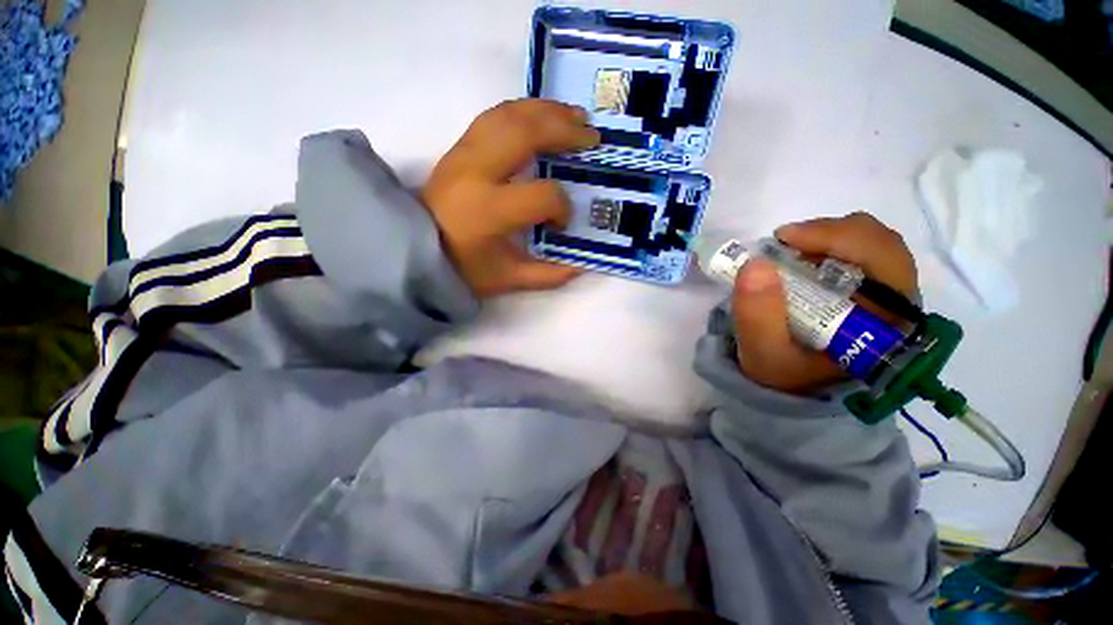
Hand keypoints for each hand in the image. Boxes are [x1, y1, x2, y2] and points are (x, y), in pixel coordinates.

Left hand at [421, 99, 600, 297]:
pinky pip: (494, 116)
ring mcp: (464, 154)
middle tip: (592, 137)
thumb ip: (547, 275)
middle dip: (564, 132)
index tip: (562, 223)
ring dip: (546, 111)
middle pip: (525, 135)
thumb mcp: (508, 279)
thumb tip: (582, 265)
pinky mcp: (458, 147)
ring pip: (508, 115)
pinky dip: (523, 111)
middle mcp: (476, 172)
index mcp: (489, 211)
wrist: (412, 248)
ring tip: (575, 115)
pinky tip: (542, 116)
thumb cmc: (462, 267)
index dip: (561, 208)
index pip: (541, 195)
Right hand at [733, 212, 917, 393]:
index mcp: (887, 322)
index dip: (838, 237)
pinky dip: (824, 245)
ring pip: (870, 242)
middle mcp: (897, 303)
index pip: (885, 260)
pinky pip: (856, 251)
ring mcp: (884, 293)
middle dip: (829, 233)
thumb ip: (758, 316)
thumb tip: (756, 264)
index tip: (784, 238)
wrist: (793, 387)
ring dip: (826, 237)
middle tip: (783, 242)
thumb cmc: (783, 373)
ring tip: (787, 250)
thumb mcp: (763, 352)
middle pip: (881, 243)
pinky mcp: (867, 289)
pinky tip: (798, 257)